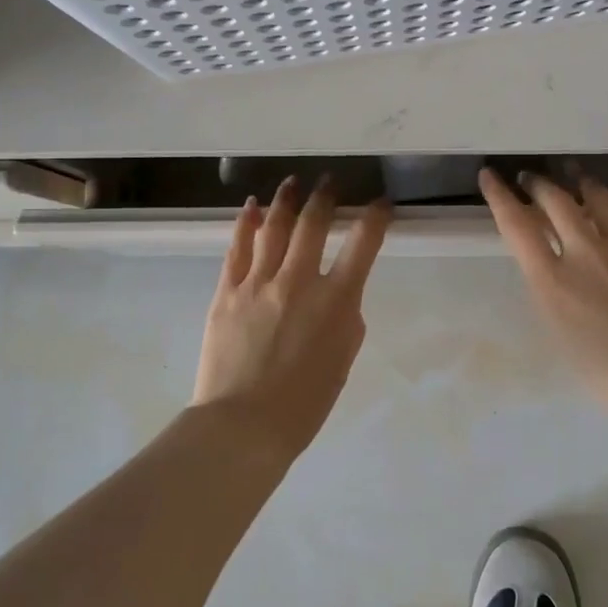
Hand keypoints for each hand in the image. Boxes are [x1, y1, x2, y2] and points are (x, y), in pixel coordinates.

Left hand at [194, 177, 390, 457]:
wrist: (242, 425)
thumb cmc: (303, 403)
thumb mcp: (343, 361)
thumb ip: (346, 319)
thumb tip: (340, 294)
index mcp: (336, 301)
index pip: (363, 244)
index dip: (375, 217)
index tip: (381, 203)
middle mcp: (298, 281)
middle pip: (313, 224)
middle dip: (325, 196)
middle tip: (330, 181)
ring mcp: (258, 283)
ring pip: (273, 227)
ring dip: (286, 200)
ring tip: (293, 182)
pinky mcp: (226, 292)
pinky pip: (237, 248)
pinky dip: (245, 223)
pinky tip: (251, 207)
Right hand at [479, 168, 607, 435]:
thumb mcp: (562, 336)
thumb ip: (551, 294)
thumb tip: (552, 269)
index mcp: (552, 281)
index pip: (516, 225)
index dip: (499, 196)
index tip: (490, 176)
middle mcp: (585, 251)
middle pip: (555, 200)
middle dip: (538, 185)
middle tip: (532, 180)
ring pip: (598, 196)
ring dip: (582, 184)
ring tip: (577, 180)